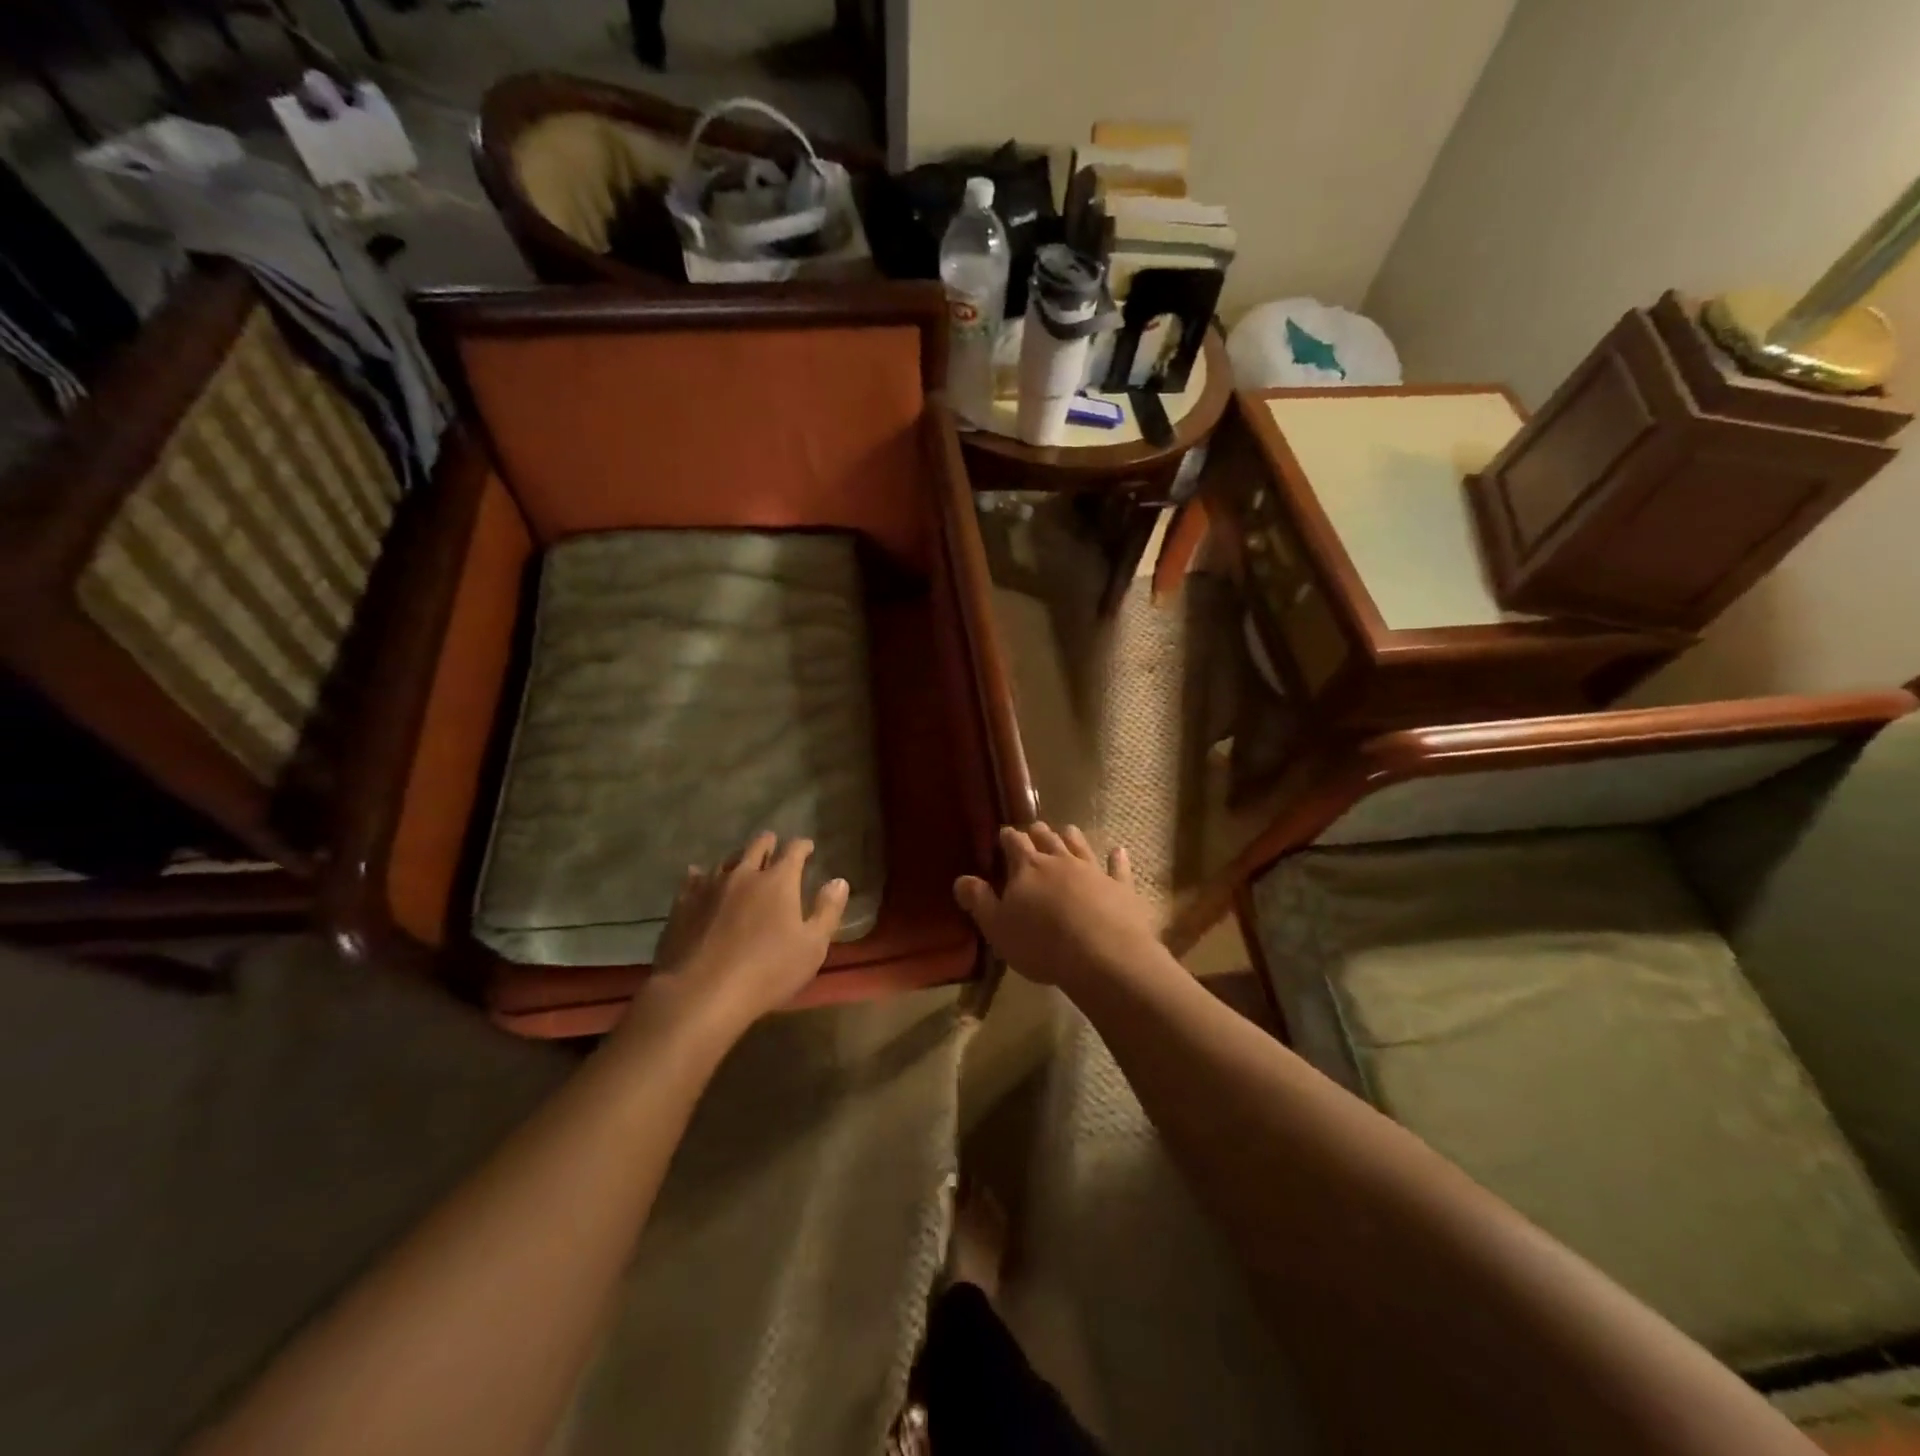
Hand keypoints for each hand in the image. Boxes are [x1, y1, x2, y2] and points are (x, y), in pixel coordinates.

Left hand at [642, 831, 848, 1037]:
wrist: (701, 993)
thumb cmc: (767, 971)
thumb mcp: (812, 947)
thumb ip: (827, 911)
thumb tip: (839, 881)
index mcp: (778, 881)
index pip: (794, 850)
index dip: (803, 846)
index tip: (808, 847)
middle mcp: (744, 873)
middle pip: (757, 845)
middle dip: (769, 843)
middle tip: (774, 847)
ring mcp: (710, 886)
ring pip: (726, 859)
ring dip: (738, 859)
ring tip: (741, 865)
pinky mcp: (683, 903)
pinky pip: (694, 878)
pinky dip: (702, 875)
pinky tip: (700, 878)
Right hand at [954, 823, 1157, 991]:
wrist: (1102, 956)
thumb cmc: (1041, 944)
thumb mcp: (998, 927)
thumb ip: (979, 901)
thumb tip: (961, 880)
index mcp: (1027, 868)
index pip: (1014, 843)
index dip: (1008, 837)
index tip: (1004, 835)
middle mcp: (1060, 861)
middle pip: (1047, 838)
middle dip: (1038, 832)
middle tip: (1033, 829)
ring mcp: (1093, 871)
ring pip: (1079, 845)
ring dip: (1071, 837)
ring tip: (1067, 831)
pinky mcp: (1120, 887)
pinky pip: (1118, 868)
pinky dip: (1117, 859)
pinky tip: (1118, 851)